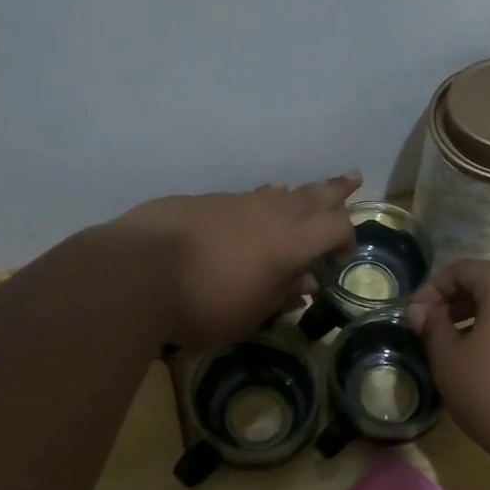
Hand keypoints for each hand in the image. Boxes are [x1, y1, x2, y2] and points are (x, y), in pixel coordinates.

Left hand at [113, 172, 361, 348]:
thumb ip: (282, 294)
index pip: (333, 228)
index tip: (342, 254)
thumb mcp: (250, 313)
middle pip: (310, 195)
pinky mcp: (200, 202)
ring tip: (297, 192)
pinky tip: (245, 211)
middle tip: (353, 177)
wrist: (135, 273)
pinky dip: (253, 202)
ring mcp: (232, 202)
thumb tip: (306, 283)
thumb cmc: (203, 304)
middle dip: (334, 189)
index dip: (346, 236)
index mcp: (289, 243)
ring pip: (272, 193)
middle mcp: (267, 214)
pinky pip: (240, 198)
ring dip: (291, 194)